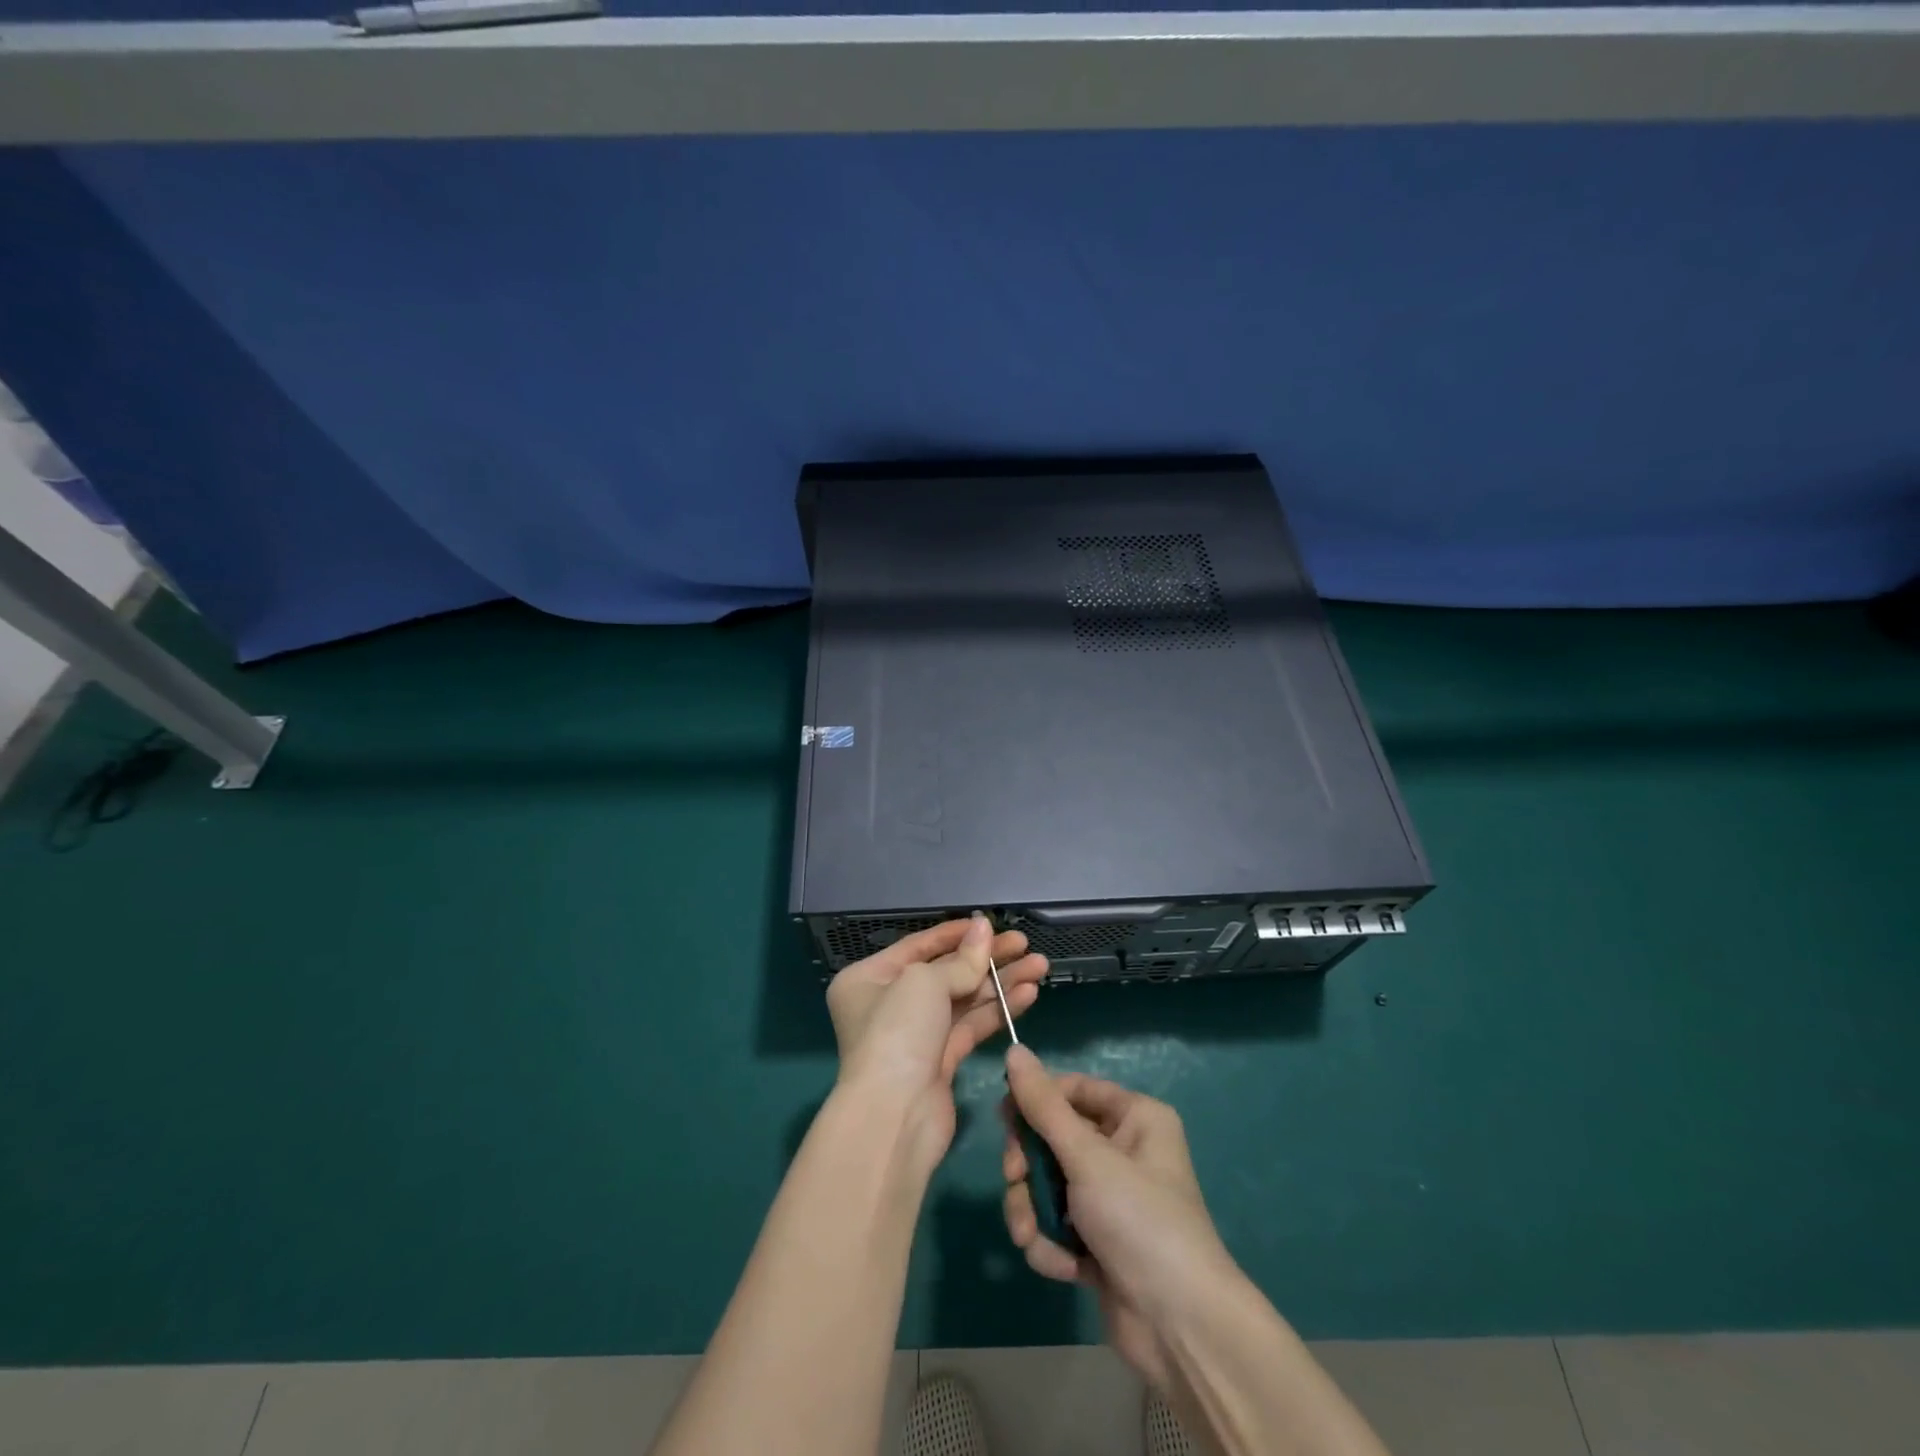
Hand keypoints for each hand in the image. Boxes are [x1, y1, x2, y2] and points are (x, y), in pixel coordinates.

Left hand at [827, 917, 1047, 1168]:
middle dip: (987, 959)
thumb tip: (984, 927)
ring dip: (1000, 983)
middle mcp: (889, 1004)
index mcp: (869, 978)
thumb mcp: (926, 982)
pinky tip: (1028, 994)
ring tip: (1039, 965)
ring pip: (964, 1000)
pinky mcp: (940, 1062)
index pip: (919, 946)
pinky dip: (998, 1010)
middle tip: (1025, 944)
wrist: (893, 1116)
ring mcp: (916, 1035)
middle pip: (946, 972)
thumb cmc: (897, 1032)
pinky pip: (972, 1026)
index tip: (992, 925)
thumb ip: (962, 959)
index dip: (957, 934)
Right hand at [1002, 1047, 1239, 1388]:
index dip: (1036, 1100)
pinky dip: (1051, 1243)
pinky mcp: (1098, 1243)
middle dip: (1028, 1165)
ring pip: (1048, 1184)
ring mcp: (1110, 1199)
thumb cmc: (1139, 1220)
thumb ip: (1044, 1106)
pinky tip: (1061, 1266)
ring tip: (1028, 1235)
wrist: (1180, 1328)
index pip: (1073, 1089)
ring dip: (1031, 1208)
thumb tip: (1014, 1050)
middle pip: (1054, 1138)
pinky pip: (1057, 1225)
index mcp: (1135, 1118)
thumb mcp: (1087, 1157)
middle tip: (1014, 1178)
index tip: (1004, 1117)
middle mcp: (1124, 1151)